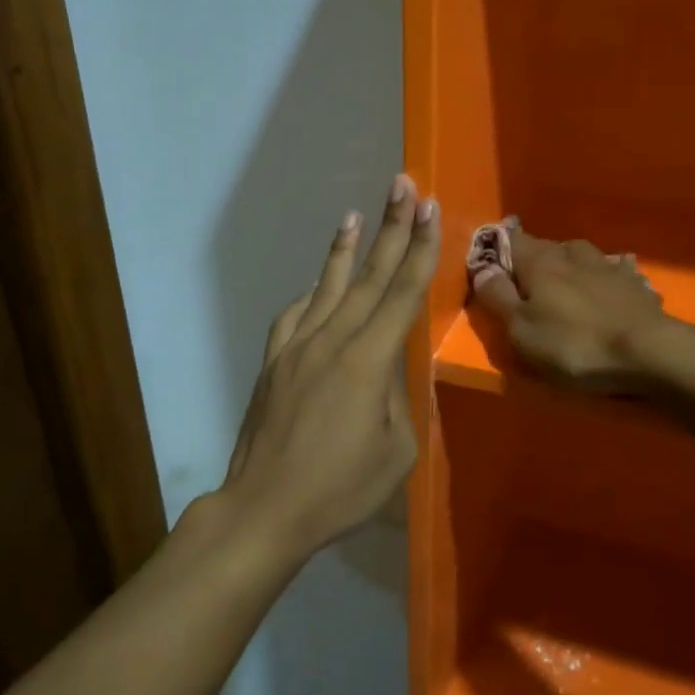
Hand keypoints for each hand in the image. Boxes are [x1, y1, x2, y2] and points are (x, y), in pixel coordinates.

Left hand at [222, 174, 440, 557]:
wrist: (264, 509)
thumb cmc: (340, 489)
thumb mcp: (396, 450)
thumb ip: (398, 396)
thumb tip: (389, 364)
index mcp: (368, 361)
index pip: (402, 293)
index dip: (420, 249)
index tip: (430, 209)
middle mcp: (332, 340)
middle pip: (368, 275)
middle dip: (391, 228)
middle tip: (403, 185)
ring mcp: (297, 347)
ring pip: (328, 285)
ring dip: (346, 247)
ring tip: (357, 213)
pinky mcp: (274, 361)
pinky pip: (296, 314)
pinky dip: (312, 291)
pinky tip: (319, 281)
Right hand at [471, 227, 673, 392]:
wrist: (650, 352)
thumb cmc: (575, 343)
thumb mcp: (522, 329)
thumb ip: (497, 297)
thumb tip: (480, 269)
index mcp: (539, 261)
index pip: (510, 240)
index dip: (497, 247)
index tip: (489, 260)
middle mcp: (572, 253)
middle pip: (545, 247)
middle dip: (532, 260)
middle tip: (525, 282)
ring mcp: (608, 265)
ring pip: (579, 255)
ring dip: (568, 266)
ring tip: (564, 285)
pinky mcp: (635, 283)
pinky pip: (610, 272)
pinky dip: (602, 279)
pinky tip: (605, 290)